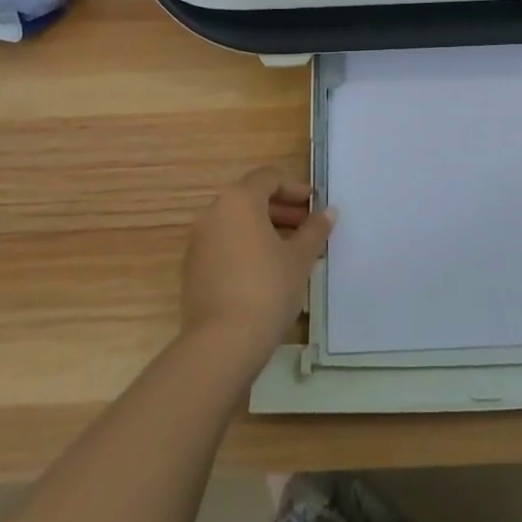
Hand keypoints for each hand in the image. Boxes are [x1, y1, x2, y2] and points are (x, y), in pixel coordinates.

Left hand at [180, 168, 333, 366]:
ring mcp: (199, 241)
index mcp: (239, 200)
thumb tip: (328, 212)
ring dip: (264, 230)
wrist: (221, 343)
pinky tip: (267, 272)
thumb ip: (315, 230)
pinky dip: (246, 248)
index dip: (294, 188)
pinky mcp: (193, 269)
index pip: (268, 178)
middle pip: (250, 198)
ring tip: (291, 252)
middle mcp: (214, 212)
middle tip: (307, 228)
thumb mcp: (299, 258)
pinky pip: (224, 245)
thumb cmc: (266, 288)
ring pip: (237, 223)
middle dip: (281, 210)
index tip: (314, 205)